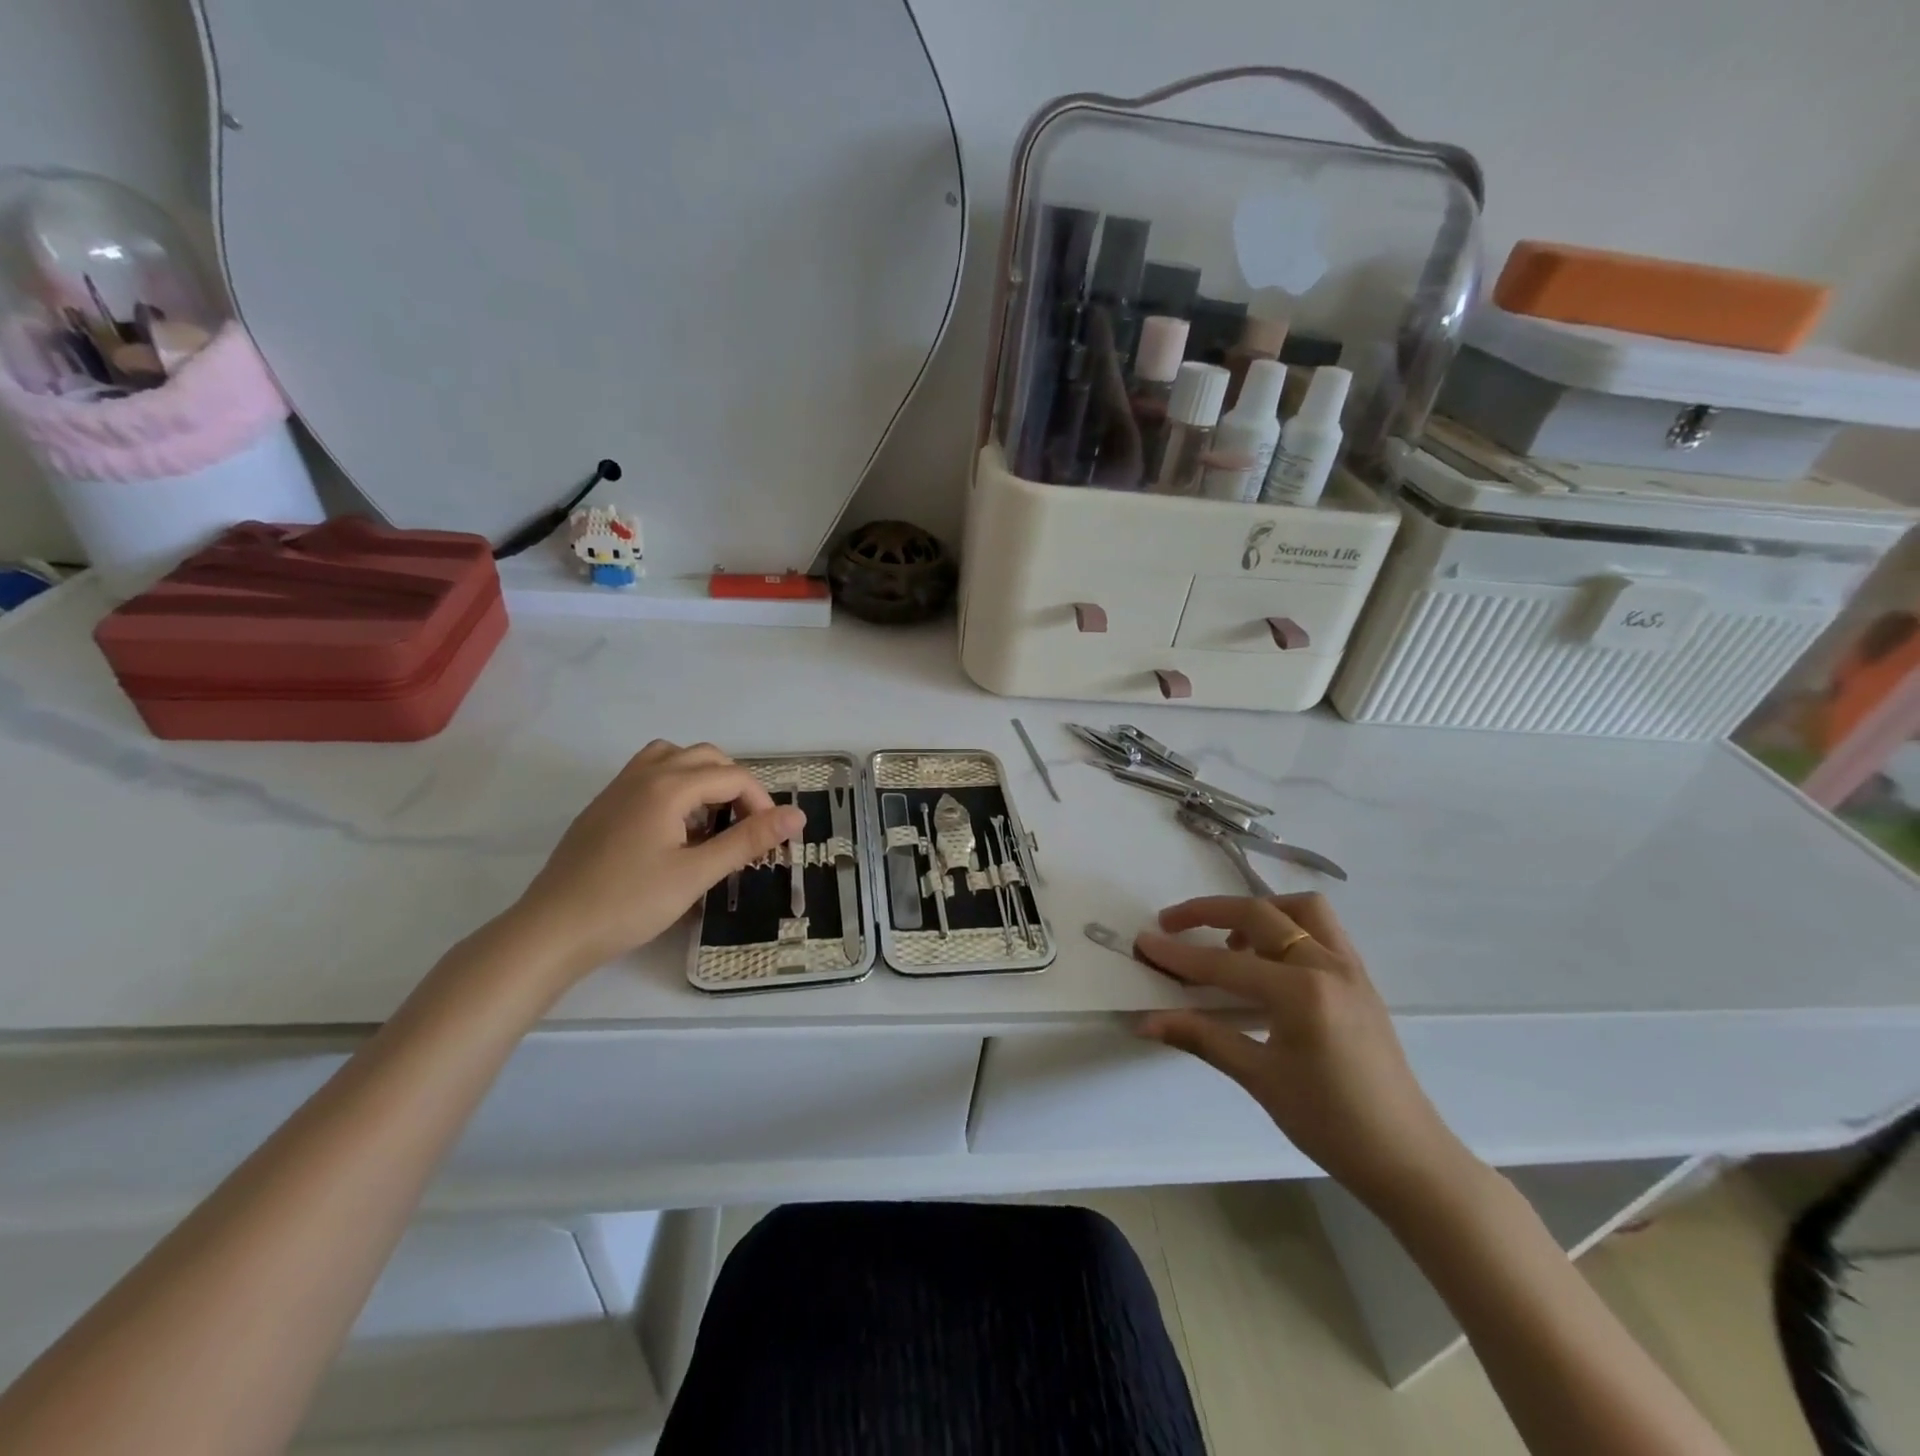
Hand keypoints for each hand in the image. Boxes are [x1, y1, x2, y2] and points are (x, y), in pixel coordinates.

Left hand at [512, 741, 804, 981]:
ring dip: (703, 778)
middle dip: (736, 785)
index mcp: (668, 786)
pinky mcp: (603, 806)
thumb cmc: (628, 903)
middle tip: (747, 827)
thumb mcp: (696, 874)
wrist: (551, 931)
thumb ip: (748, 840)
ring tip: (713, 819)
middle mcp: (643, 775)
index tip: (771, 840)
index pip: (732, 776)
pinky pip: (649, 774)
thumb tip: (797, 815)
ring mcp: (618, 788)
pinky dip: (675, 785)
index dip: (762, 803)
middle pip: (706, 757)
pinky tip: (676, 828)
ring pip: (673, 758)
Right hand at [1136, 894, 1473, 1211]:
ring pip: (1300, 909)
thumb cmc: (1331, 1124)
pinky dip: (1287, 928)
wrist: (1408, 1159)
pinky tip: (1268, 963)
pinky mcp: (1361, 980)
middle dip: (1209, 912)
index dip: (1178, 955)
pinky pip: (1321, 931)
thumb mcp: (1260, 1080)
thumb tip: (1146, 1022)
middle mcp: (1328, 966)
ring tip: (1229, 940)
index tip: (1142, 940)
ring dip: (1259, 911)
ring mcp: (1350, 969)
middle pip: (1260, 913)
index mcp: (1302, 993)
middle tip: (1172, 924)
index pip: (1224, 964)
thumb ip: (1202, 1038)